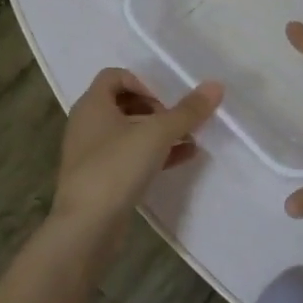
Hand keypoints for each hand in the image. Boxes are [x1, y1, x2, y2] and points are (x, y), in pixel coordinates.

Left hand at [51, 68, 222, 242]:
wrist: (87, 226)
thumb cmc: (116, 168)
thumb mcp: (157, 134)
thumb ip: (187, 111)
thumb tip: (216, 85)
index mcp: (92, 105)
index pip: (114, 76)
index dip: (143, 82)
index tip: (165, 102)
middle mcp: (88, 124)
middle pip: (124, 103)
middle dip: (156, 109)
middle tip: (178, 121)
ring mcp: (93, 154)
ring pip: (130, 132)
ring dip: (160, 133)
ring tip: (191, 139)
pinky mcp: (102, 179)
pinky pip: (131, 157)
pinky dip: (155, 154)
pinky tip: (184, 158)